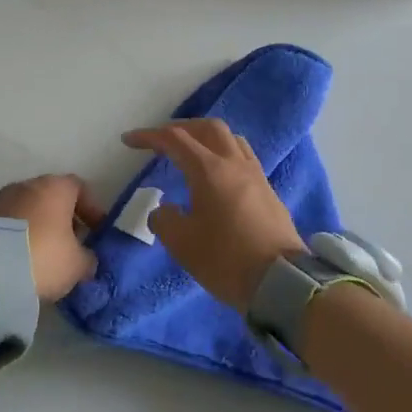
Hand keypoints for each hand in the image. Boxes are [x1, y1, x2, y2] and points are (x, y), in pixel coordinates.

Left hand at [0, 174, 107, 301]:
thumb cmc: (45, 258)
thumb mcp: (78, 264)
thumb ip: (87, 256)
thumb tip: (85, 257)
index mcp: (55, 187)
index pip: (79, 187)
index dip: (91, 208)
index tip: (96, 231)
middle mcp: (28, 185)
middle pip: (53, 196)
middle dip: (65, 217)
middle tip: (74, 242)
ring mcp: (3, 199)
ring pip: (31, 207)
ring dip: (42, 225)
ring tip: (49, 252)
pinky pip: (12, 221)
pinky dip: (22, 233)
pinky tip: (27, 256)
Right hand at [121, 119, 303, 310]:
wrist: (282, 283)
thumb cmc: (226, 259)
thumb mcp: (181, 243)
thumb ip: (164, 219)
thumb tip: (165, 210)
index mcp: (209, 170)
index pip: (175, 139)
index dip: (149, 136)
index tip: (129, 141)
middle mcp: (234, 164)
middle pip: (208, 128)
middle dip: (181, 128)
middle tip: (162, 141)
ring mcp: (256, 176)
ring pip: (231, 140)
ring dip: (206, 139)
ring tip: (191, 154)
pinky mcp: (268, 192)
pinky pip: (243, 159)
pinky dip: (223, 156)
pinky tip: (216, 177)